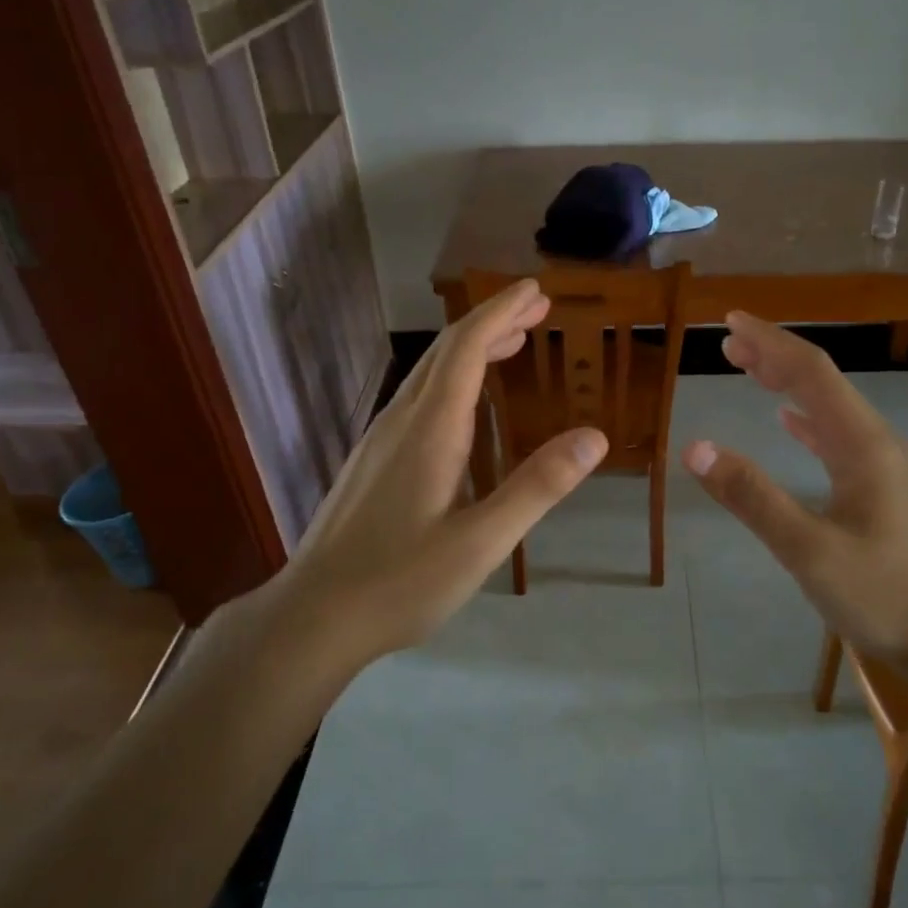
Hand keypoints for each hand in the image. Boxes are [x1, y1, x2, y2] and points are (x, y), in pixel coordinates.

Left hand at [269, 279, 606, 655]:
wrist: (313, 617)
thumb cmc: (400, 581)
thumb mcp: (481, 542)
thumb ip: (537, 487)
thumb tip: (594, 437)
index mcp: (430, 428)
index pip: (468, 348)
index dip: (502, 312)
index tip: (536, 290)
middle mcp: (402, 420)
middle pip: (448, 351)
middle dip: (493, 321)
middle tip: (537, 308)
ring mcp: (381, 439)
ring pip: (431, 374)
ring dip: (473, 349)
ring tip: (512, 342)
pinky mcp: (373, 461)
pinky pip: (419, 398)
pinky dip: (454, 379)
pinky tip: (466, 403)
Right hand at [682, 312, 907, 669]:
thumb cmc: (888, 597)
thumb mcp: (811, 552)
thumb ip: (754, 498)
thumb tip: (696, 447)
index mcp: (862, 444)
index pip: (811, 373)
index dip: (770, 342)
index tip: (731, 322)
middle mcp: (878, 443)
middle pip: (823, 383)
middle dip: (775, 357)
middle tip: (729, 343)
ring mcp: (888, 467)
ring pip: (831, 409)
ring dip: (790, 385)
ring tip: (752, 371)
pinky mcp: (889, 492)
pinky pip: (841, 437)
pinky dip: (809, 421)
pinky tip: (792, 426)